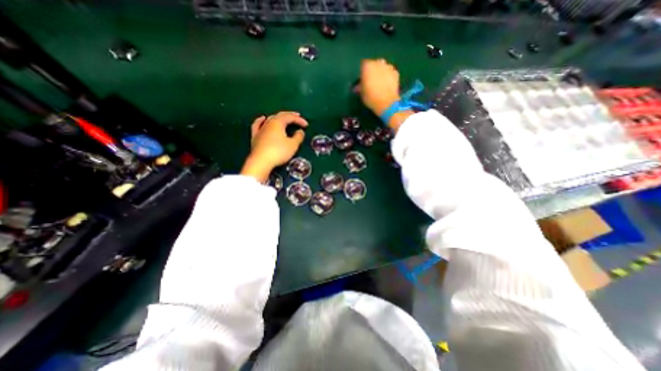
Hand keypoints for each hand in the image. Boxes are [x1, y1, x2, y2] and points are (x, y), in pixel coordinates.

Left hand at [241, 112, 307, 183]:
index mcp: (278, 122)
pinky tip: (263, 119)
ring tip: (284, 118)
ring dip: (278, 118)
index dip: (299, 120)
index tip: (306, 125)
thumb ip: (298, 137)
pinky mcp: (255, 136)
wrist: (261, 162)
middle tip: (297, 116)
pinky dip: (261, 120)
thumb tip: (300, 131)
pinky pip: (258, 124)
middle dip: (289, 115)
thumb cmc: (279, 152)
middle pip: (280, 115)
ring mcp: (260, 129)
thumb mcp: (293, 145)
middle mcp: (268, 123)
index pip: (290, 117)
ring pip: (270, 119)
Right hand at [359, 59, 399, 115]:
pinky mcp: (396, 73)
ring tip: (380, 83)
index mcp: (367, 66)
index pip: (363, 65)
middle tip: (371, 81)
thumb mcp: (362, 93)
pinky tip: (387, 85)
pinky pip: (390, 72)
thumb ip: (360, 87)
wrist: (387, 102)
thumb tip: (358, 86)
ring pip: (383, 67)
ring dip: (381, 72)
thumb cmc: (371, 97)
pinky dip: (388, 77)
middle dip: (373, 71)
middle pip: (374, 64)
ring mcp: (388, 67)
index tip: (363, 80)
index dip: (363, 73)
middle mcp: (378, 63)